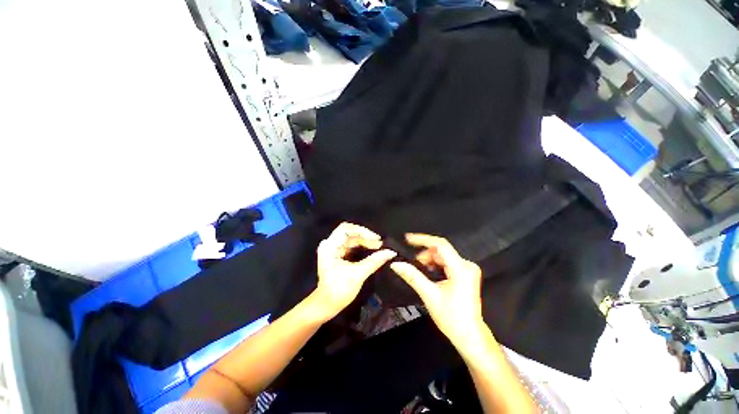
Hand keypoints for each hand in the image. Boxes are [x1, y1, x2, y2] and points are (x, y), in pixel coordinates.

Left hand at [314, 222, 396, 319]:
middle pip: (350, 233)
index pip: (346, 229)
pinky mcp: (339, 254)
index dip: (362, 231)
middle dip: (366, 237)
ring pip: (352, 239)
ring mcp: (334, 249)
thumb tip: (391, 252)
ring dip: (366, 242)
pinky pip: (352, 245)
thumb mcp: (358, 274)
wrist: (326, 305)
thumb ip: (374, 261)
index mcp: (330, 246)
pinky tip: (373, 249)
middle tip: (380, 243)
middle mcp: (330, 244)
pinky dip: (362, 247)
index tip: (375, 238)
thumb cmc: (339, 290)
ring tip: (379, 247)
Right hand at [390, 233, 483, 345]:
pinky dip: (435, 265)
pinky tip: (430, 275)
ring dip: (429, 261)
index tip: (407, 239)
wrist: (469, 336)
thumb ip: (412, 276)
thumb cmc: (451, 318)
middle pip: (440, 251)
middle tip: (413, 266)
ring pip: (442, 256)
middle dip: (424, 256)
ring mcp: (467, 269)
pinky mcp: (465, 273)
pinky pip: (446, 262)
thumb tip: (396, 264)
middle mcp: (467, 265)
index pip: (440, 245)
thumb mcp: (429, 295)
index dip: (423, 239)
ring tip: (421, 273)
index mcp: (461, 269)